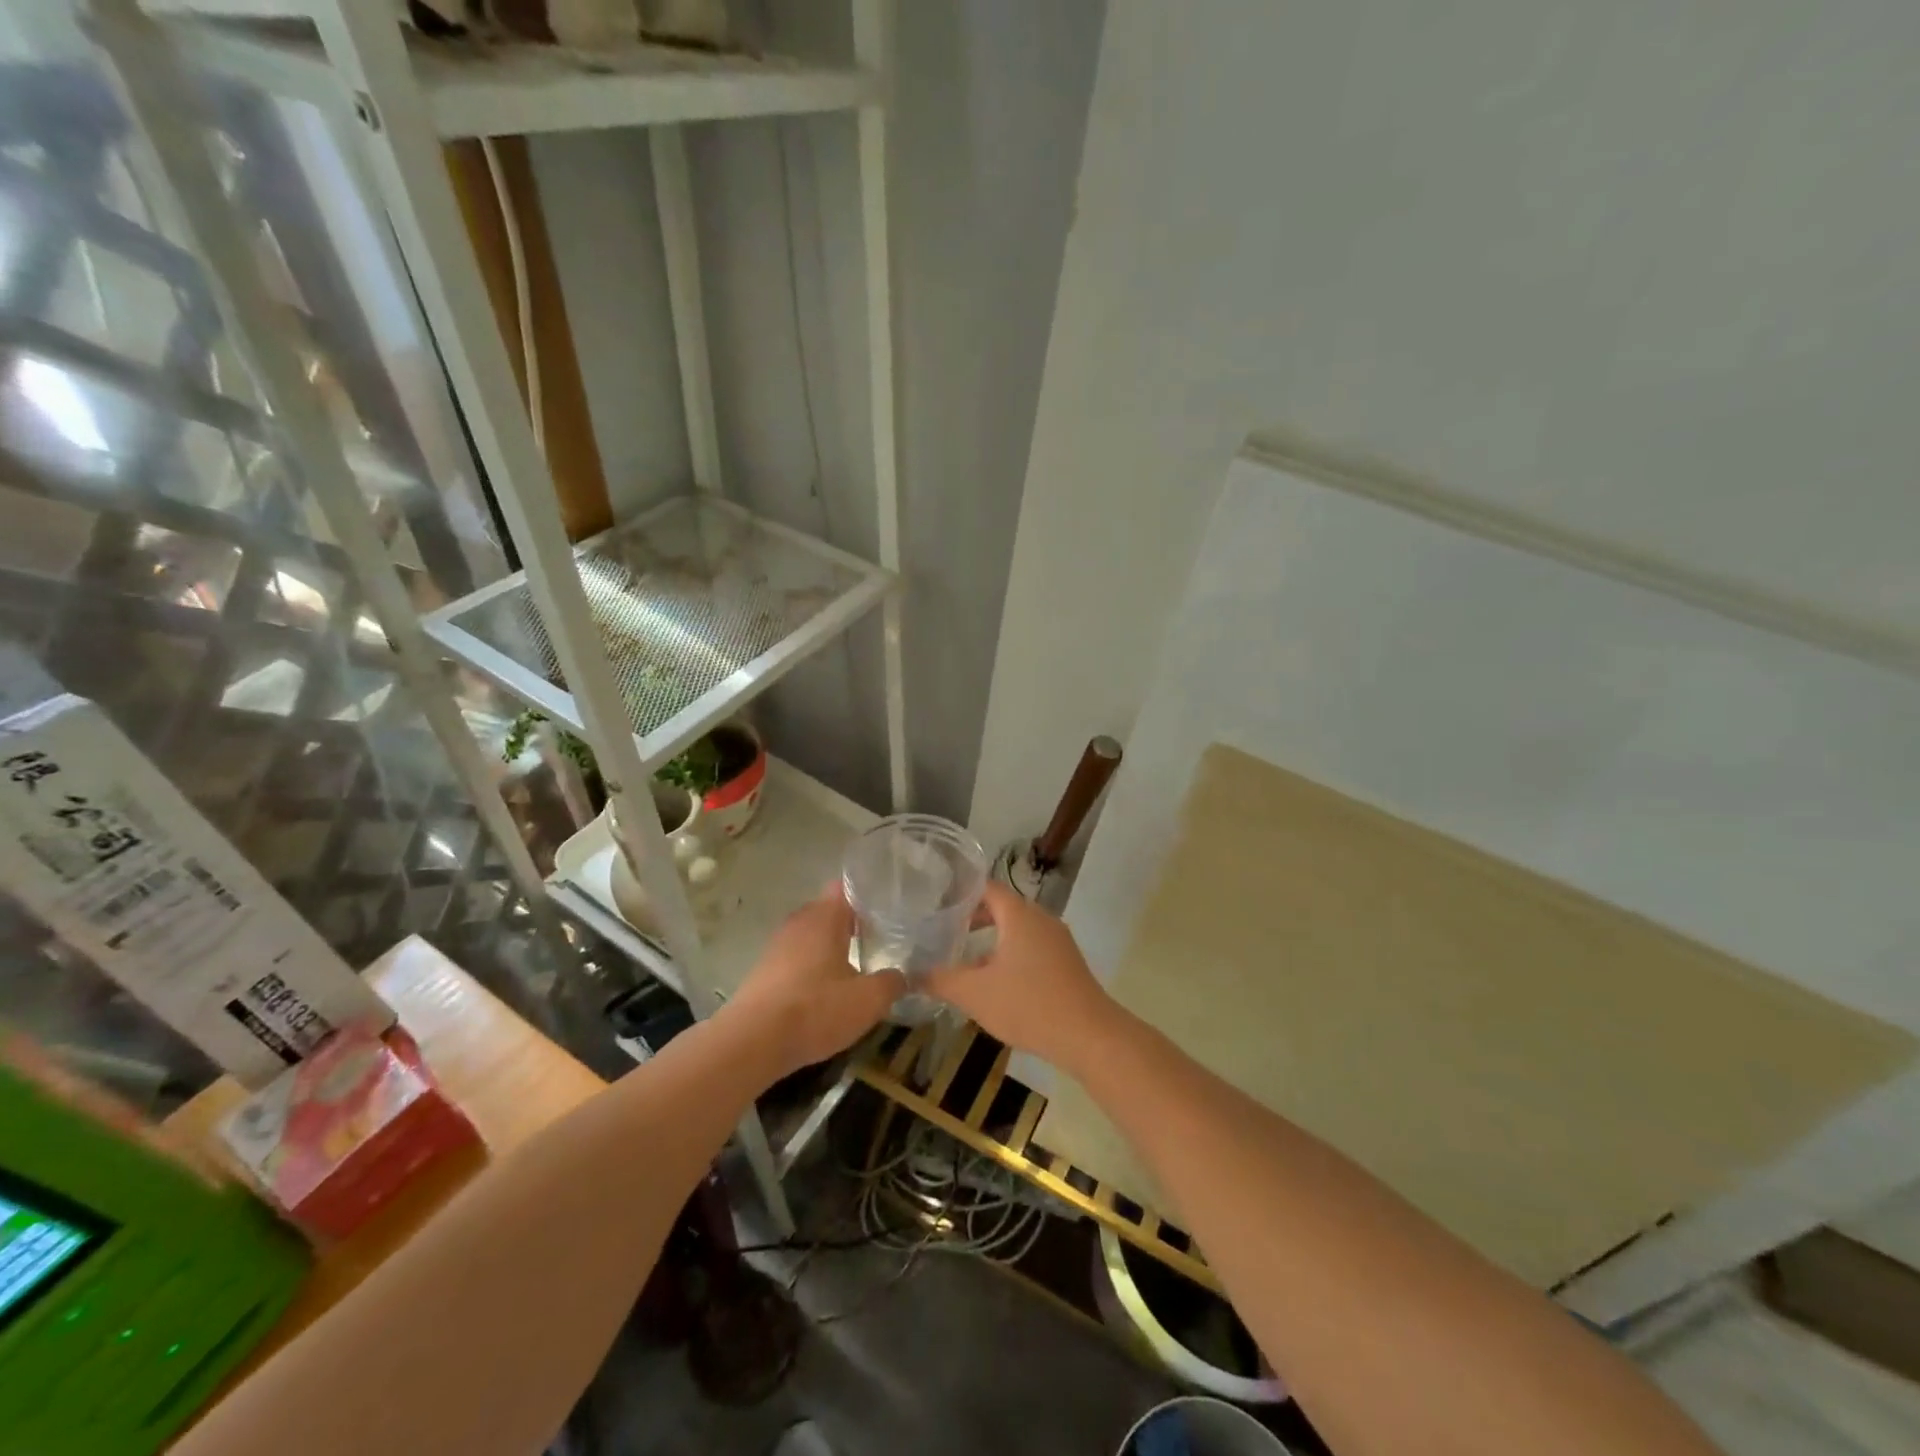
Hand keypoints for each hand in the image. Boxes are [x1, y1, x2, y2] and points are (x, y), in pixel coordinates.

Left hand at [723, 885, 903, 1078]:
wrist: (753, 1043)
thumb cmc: (815, 1009)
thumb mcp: (868, 1000)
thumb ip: (892, 983)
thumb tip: (904, 976)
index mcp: (824, 916)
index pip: (847, 887)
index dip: (868, 895)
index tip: (890, 910)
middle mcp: (799, 922)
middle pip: (830, 912)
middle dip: (853, 924)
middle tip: (881, 940)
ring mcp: (777, 946)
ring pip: (812, 937)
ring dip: (832, 948)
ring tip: (858, 967)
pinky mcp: (764, 971)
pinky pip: (797, 958)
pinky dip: (813, 968)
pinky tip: (827, 991)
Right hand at [926, 882, 1118, 1071]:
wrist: (1090, 1036)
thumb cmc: (1029, 1005)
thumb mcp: (975, 994)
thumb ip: (940, 980)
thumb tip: (910, 974)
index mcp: (1019, 915)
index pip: (985, 887)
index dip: (959, 893)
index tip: (935, 904)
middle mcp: (1041, 918)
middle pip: (1002, 907)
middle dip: (972, 917)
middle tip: (943, 931)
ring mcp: (1058, 940)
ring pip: (1018, 929)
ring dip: (992, 938)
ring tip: (965, 957)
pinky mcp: (1067, 962)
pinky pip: (1032, 946)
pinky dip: (1010, 953)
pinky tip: (996, 980)